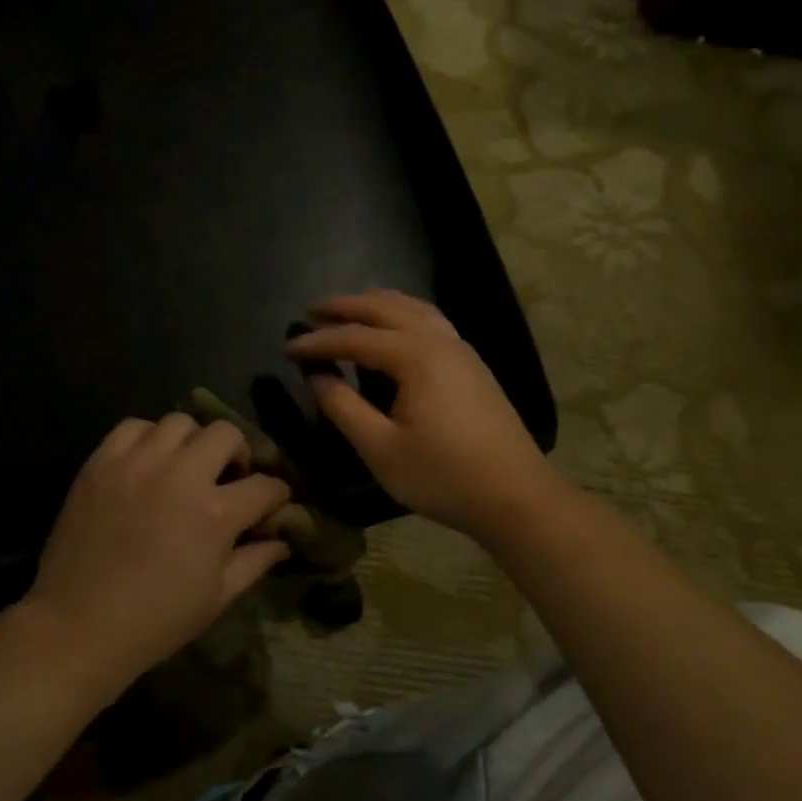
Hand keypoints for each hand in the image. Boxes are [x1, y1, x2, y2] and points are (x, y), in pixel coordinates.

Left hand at [24, 414, 292, 687]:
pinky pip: (132, 427)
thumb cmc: (155, 621)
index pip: (264, 486)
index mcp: (215, 514)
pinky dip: (148, 438)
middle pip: (226, 434)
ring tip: (186, 466)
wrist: (78, 625)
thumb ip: (254, 562)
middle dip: (239, 453)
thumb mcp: (216, 598)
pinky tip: (148, 462)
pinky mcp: (100, 463)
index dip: (277, 494)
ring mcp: (136, 464)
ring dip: (193, 442)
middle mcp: (179, 475)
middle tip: (230, 477)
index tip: (273, 502)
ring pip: (179, 422)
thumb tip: (281, 541)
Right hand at [287, 289, 554, 545]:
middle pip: (385, 308)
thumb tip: (316, 375)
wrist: (515, 495)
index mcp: (415, 357)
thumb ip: (343, 407)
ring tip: (347, 311)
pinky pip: (430, 321)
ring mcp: (461, 349)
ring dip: (375, 304)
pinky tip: (393, 329)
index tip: (286, 348)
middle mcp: (439, 340)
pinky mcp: (471, 364)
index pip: (354, 338)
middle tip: (311, 312)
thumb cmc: (442, 476)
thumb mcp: (380, 448)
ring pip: (412, 308)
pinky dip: (401, 314)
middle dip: (345, 307)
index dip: (317, 342)